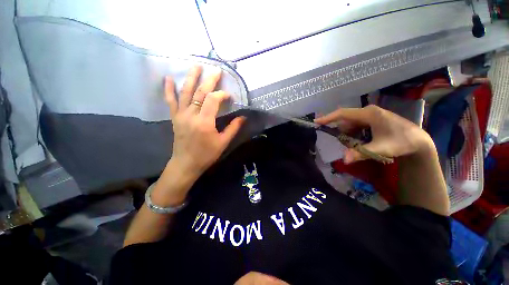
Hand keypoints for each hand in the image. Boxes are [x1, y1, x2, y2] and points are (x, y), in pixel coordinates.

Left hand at [165, 66, 245, 177]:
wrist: (186, 163)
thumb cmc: (206, 154)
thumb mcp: (223, 142)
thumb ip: (233, 128)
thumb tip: (243, 117)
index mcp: (204, 122)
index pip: (213, 100)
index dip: (222, 95)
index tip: (230, 96)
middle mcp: (191, 115)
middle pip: (200, 92)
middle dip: (209, 80)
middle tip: (216, 70)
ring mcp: (181, 115)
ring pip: (186, 93)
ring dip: (191, 78)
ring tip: (196, 66)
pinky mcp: (175, 118)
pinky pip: (171, 101)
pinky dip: (169, 89)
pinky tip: (168, 78)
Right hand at [315, 105, 435, 163]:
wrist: (419, 142)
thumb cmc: (401, 142)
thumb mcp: (381, 149)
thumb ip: (361, 153)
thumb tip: (344, 160)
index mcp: (368, 114)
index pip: (343, 114)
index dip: (328, 118)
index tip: (316, 122)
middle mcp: (367, 112)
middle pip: (346, 121)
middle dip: (343, 133)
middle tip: (349, 146)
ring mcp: (370, 116)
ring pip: (350, 125)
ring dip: (350, 136)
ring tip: (360, 146)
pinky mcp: (372, 120)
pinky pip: (356, 127)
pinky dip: (355, 135)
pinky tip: (363, 142)